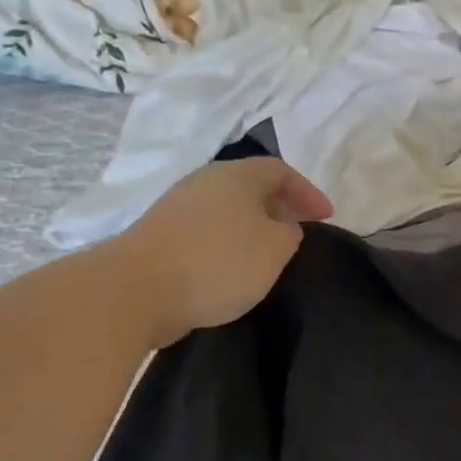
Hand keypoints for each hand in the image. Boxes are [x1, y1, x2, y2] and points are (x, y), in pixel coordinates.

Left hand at [109, 158, 332, 345]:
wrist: (135, 290)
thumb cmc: (217, 262)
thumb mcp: (274, 249)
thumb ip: (289, 233)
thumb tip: (282, 226)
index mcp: (236, 176)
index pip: (280, 171)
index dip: (307, 192)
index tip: (326, 217)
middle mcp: (205, 182)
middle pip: (250, 187)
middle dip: (279, 207)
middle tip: (298, 231)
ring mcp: (176, 208)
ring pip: (227, 210)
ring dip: (251, 228)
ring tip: (267, 254)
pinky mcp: (158, 237)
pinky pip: (206, 232)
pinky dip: (226, 244)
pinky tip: (230, 271)